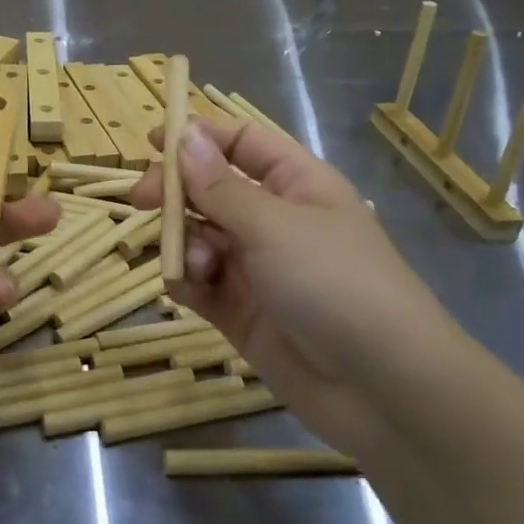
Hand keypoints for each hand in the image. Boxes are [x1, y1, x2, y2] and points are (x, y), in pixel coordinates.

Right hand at [130, 118, 474, 453]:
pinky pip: (199, 283)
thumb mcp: (275, 226)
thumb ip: (220, 187)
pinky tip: (191, 289)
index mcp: (296, 185)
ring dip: (185, 243)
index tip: (154, 140)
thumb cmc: (335, 283)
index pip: (242, 144)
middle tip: (141, 200)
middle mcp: (274, 221)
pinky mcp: (240, 312)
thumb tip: (184, 136)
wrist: (382, 388)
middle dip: (176, 192)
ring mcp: (256, 268)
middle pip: (210, 190)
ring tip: (197, 266)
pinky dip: (188, 281)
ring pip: (199, 237)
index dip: (199, 137)